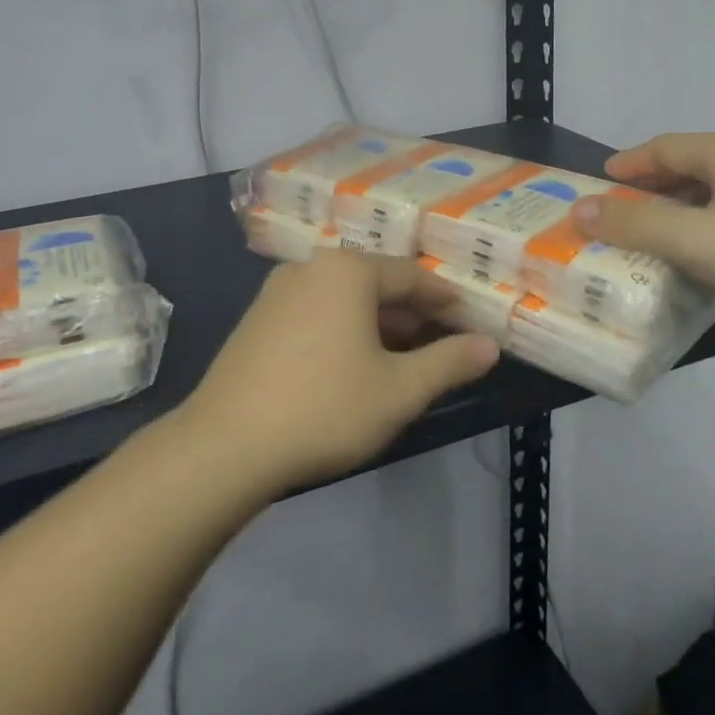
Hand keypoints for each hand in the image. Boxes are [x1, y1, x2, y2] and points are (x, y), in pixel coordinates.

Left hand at [179, 252, 500, 494]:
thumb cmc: (324, 409)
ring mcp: (277, 292)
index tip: (470, 320)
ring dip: (377, 323)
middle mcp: (310, 268)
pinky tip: (351, 366)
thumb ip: (449, 363)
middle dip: (411, 312)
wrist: (225, 446)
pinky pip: (315, 313)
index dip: (445, 299)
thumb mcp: (399, 391)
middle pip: (375, 283)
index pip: (411, 276)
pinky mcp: (256, 320)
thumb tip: (489, 346)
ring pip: (343, 299)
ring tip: (401, 357)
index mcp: (347, 271)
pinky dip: (343, 330)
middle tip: (441, 342)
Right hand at [571, 132, 714, 324]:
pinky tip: (702, 248)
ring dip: (677, 205)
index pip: (662, 147)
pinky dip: (703, 221)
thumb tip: (577, 209)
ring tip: (654, 229)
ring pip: (711, 189)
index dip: (627, 164)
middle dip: (650, 185)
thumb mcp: (691, 239)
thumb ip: (633, 223)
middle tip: (620, 207)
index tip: (600, 180)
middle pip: (687, 165)